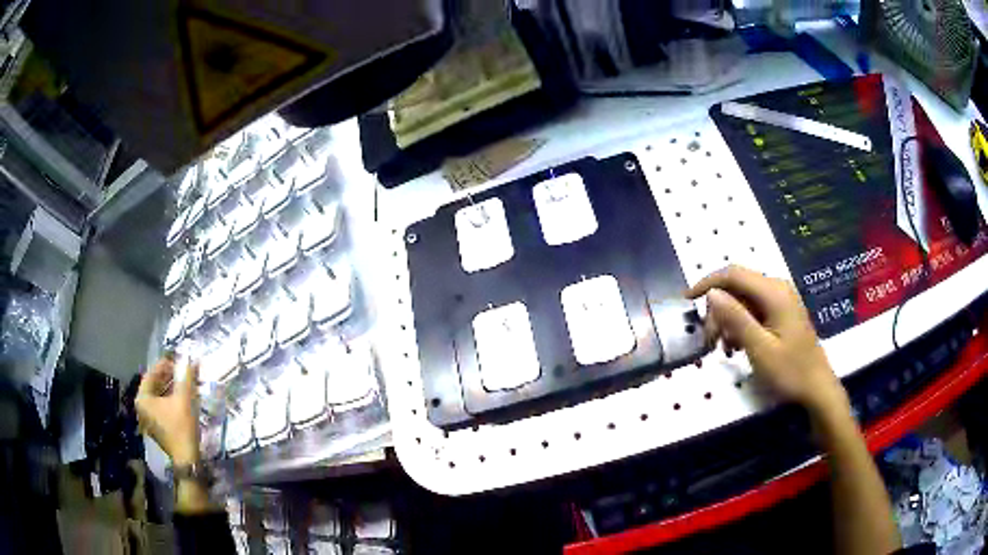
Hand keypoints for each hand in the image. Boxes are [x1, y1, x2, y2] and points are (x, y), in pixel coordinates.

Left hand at [136, 356, 200, 464]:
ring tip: (184, 383)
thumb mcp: (185, 399)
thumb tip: (190, 359)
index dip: (164, 365)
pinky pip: (162, 407)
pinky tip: (182, 398)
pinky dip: (170, 400)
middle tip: (182, 371)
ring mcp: (148, 419)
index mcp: (142, 399)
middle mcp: (141, 408)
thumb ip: (186, 377)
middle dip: (168, 377)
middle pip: (154, 385)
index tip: (177, 361)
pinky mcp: (157, 427)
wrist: (187, 459)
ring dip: (171, 388)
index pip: (151, 374)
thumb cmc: (181, 426)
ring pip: (159, 397)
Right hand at [687, 266, 846, 413]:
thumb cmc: (790, 371)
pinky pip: (754, 310)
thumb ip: (736, 318)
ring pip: (744, 300)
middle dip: (719, 311)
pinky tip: (738, 347)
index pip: (733, 274)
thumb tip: (712, 294)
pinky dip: (741, 325)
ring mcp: (781, 300)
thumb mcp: (759, 348)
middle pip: (737, 287)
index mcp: (774, 292)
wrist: (817, 388)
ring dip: (729, 321)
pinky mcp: (782, 313)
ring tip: (724, 349)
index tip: (687, 301)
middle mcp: (777, 288)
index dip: (708, 283)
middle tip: (709, 341)